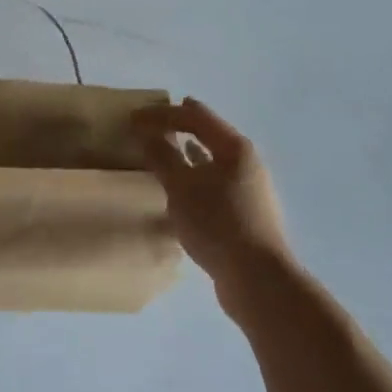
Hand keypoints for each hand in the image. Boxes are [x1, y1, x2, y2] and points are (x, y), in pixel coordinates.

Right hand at [133, 98, 290, 293]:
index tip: (134, 117)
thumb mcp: (182, 187)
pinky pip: (214, 182)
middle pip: (208, 133)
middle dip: (178, 127)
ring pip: (212, 160)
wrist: (258, 279)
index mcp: (234, 147)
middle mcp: (246, 162)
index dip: (163, 113)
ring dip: (187, 152)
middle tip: (149, 126)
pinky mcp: (245, 212)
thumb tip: (147, 133)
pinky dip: (195, 176)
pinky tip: (183, 188)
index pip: (196, 116)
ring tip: (165, 149)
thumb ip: (163, 156)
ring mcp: (249, 188)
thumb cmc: (217, 223)